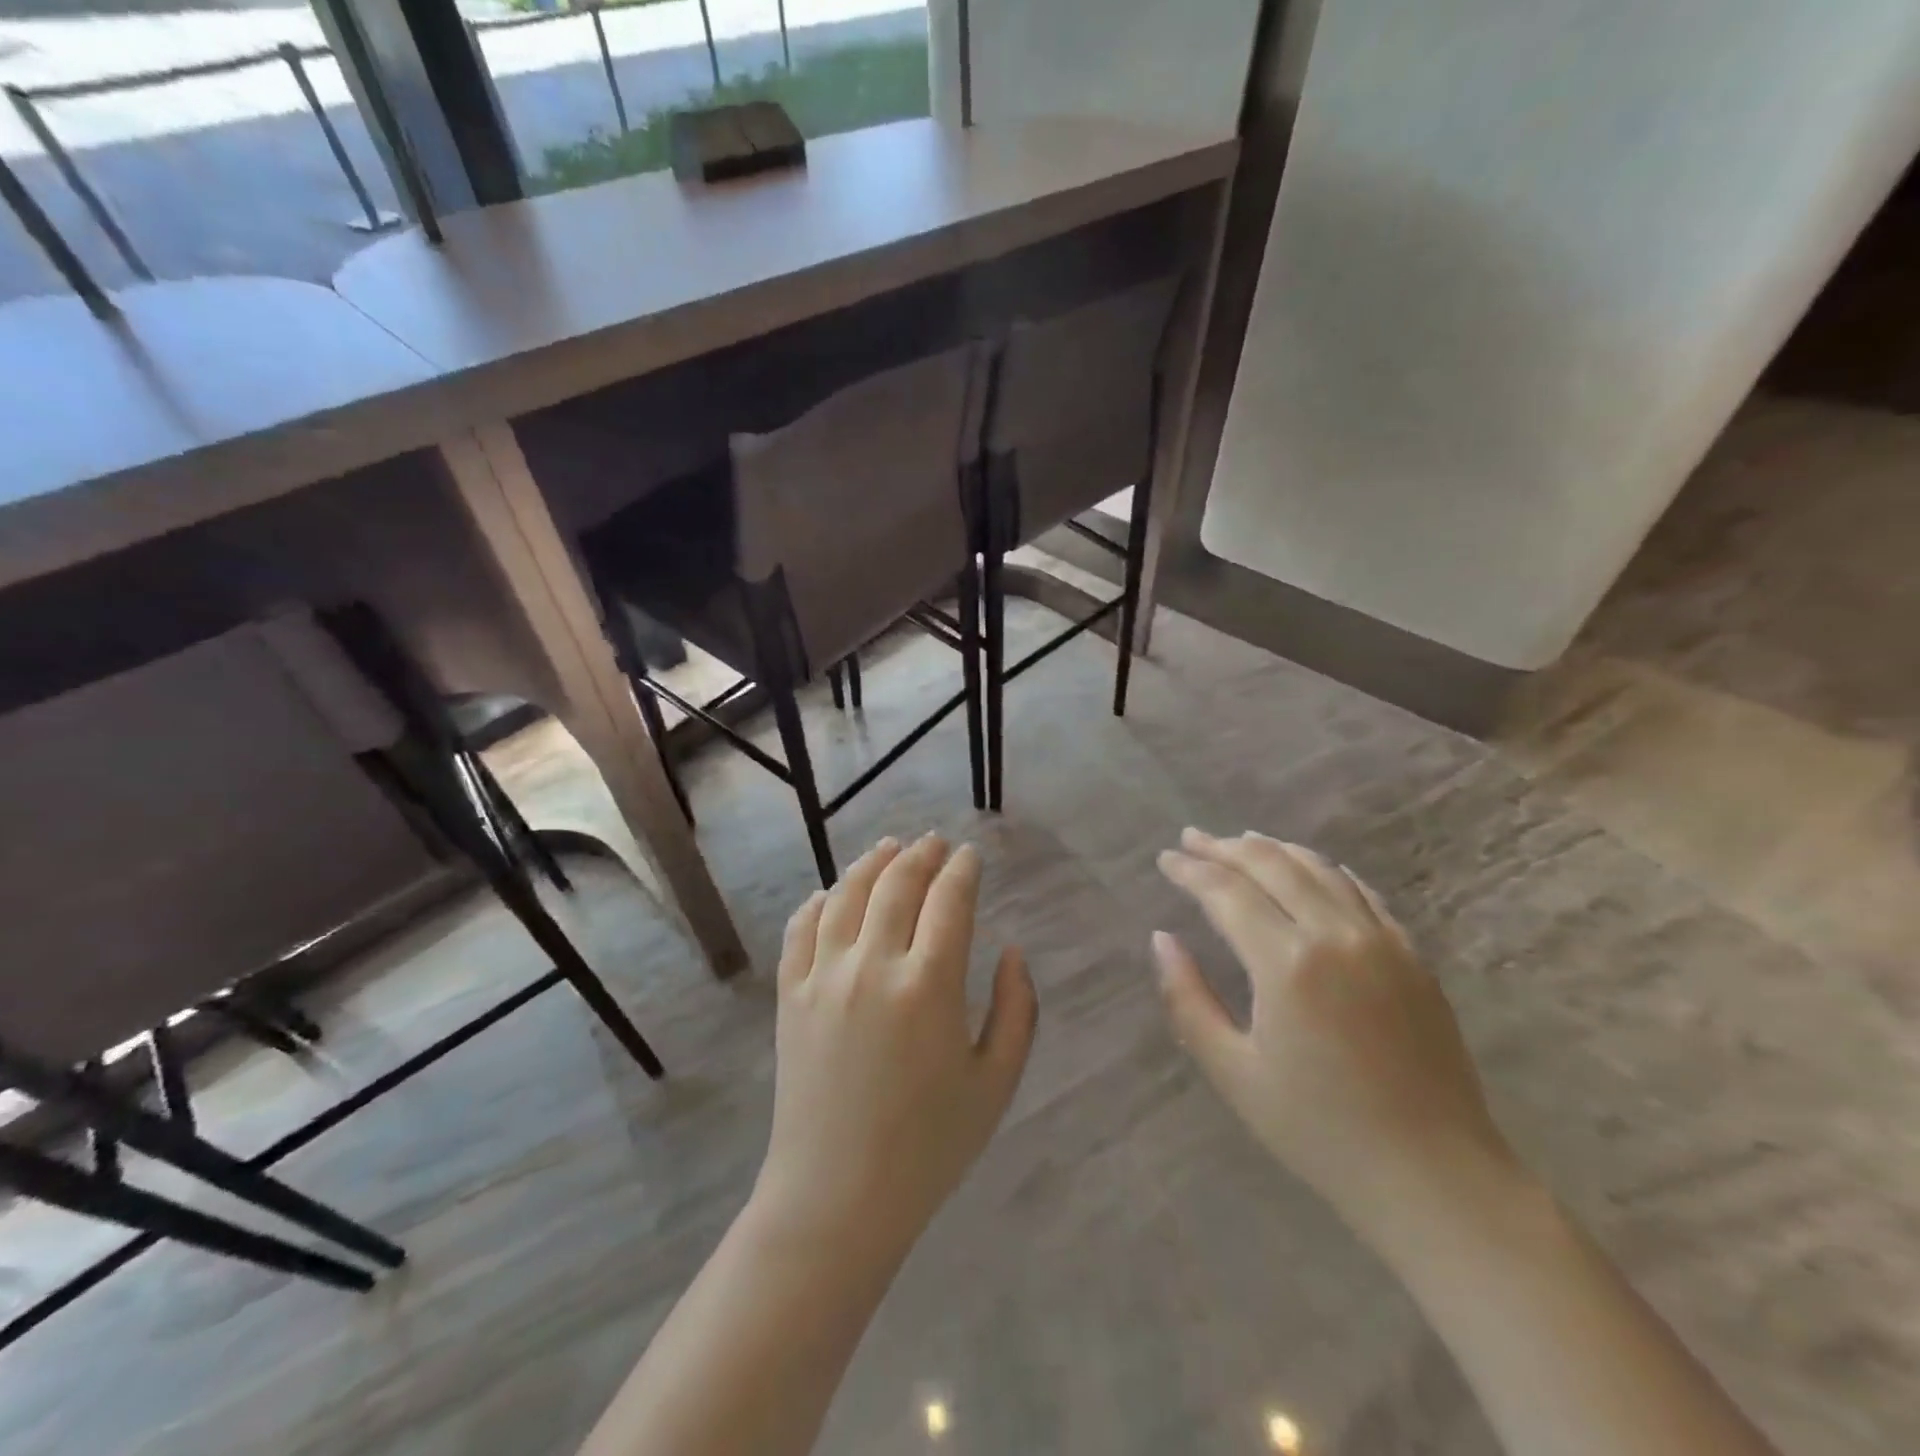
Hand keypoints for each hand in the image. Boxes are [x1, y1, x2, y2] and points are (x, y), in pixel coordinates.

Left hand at [753, 835, 1037, 1259]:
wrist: (837, 1197)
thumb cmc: (929, 1146)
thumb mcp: (996, 1083)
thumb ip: (1016, 1010)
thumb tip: (1013, 951)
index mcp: (929, 985)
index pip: (949, 900)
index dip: (963, 870)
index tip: (970, 855)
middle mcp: (873, 965)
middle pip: (897, 884)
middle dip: (921, 855)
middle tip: (934, 842)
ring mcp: (824, 977)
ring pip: (846, 895)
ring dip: (871, 864)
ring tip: (888, 847)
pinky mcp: (789, 996)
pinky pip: (800, 930)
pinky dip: (818, 902)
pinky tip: (830, 892)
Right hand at [1154, 829, 1520, 1246]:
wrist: (1435, 1177)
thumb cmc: (1320, 1132)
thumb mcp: (1233, 1073)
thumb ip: (1187, 999)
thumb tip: (1162, 939)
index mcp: (1286, 964)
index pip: (1226, 891)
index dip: (1190, 870)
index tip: (1165, 859)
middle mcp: (1334, 935)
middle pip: (1271, 865)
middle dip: (1224, 847)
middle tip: (1191, 838)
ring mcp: (1381, 941)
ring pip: (1318, 869)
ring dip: (1273, 849)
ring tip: (1240, 841)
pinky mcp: (1412, 956)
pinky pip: (1362, 892)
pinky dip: (1326, 870)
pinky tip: (1309, 869)